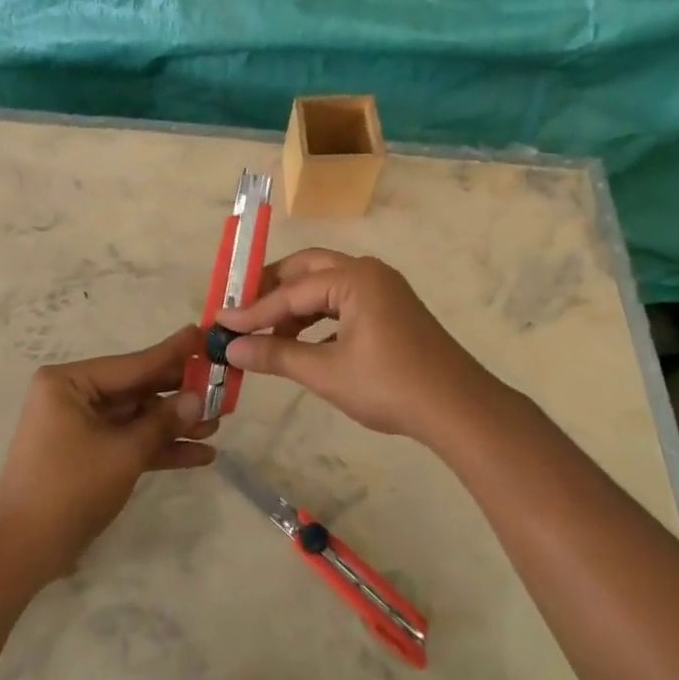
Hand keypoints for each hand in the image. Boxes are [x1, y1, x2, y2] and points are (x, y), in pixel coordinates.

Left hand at [0, 325, 216, 583]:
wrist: (22, 551)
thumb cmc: (69, 488)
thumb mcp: (124, 452)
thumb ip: (163, 422)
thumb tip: (199, 398)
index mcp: (69, 382)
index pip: (133, 364)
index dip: (173, 353)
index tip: (204, 334)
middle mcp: (73, 396)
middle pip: (138, 389)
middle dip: (179, 395)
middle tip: (222, 386)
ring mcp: (80, 426)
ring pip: (137, 417)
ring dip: (174, 424)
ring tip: (218, 424)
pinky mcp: (88, 454)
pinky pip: (129, 441)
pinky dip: (159, 448)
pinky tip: (200, 455)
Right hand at [216, 250, 502, 442]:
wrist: (458, 409)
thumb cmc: (390, 386)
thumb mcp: (326, 372)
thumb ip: (276, 355)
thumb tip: (232, 349)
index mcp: (354, 278)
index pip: (291, 291)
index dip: (252, 310)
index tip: (219, 323)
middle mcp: (368, 272)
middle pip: (307, 270)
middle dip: (272, 291)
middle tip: (242, 313)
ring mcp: (384, 289)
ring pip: (326, 285)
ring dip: (295, 306)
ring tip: (268, 333)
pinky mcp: (391, 309)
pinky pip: (344, 302)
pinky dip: (319, 317)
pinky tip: (303, 342)